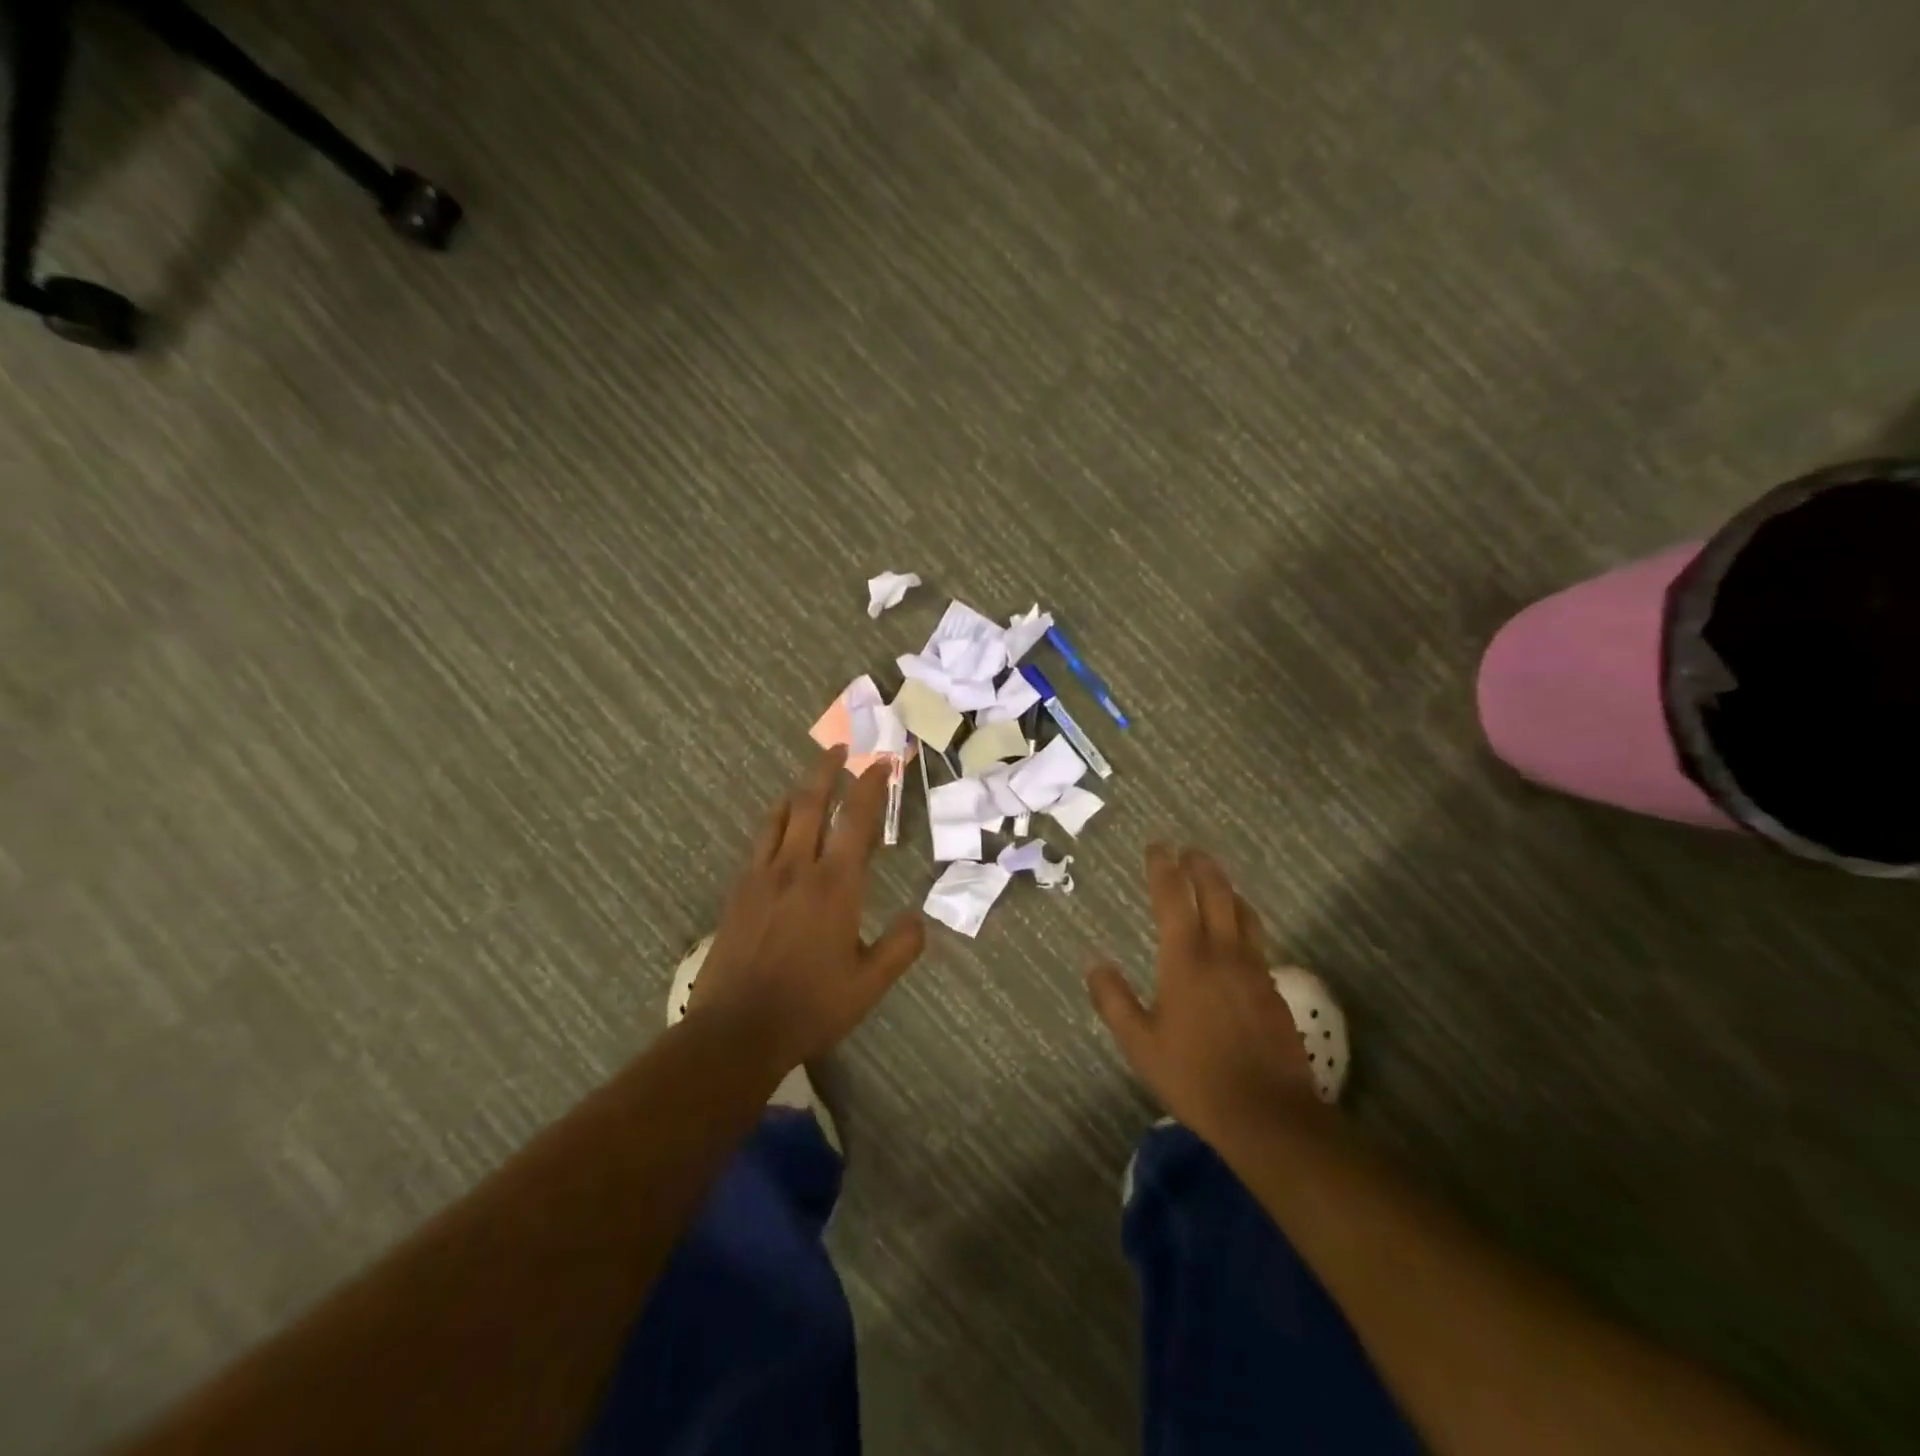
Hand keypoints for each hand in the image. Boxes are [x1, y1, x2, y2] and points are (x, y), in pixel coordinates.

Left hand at [688, 747, 925, 1070]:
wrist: (736, 1030)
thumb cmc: (810, 1006)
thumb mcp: (868, 984)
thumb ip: (900, 947)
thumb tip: (920, 918)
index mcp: (835, 885)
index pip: (858, 820)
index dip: (873, 787)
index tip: (882, 762)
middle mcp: (798, 868)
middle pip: (813, 802)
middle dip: (829, 770)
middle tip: (841, 749)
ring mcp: (762, 875)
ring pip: (782, 816)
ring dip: (801, 790)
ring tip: (812, 780)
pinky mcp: (739, 890)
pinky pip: (760, 840)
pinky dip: (777, 821)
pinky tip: (781, 827)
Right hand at [1088, 845, 1318, 1139]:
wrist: (1267, 1113)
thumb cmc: (1194, 1076)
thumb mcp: (1140, 1044)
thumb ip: (1114, 1001)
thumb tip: (1095, 965)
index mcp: (1186, 959)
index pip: (1174, 897)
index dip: (1163, 868)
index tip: (1157, 847)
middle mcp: (1222, 953)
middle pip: (1216, 892)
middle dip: (1201, 866)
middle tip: (1189, 851)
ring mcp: (1253, 969)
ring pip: (1243, 912)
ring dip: (1226, 888)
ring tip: (1215, 880)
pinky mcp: (1272, 989)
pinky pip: (1256, 939)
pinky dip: (1242, 919)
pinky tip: (1236, 933)